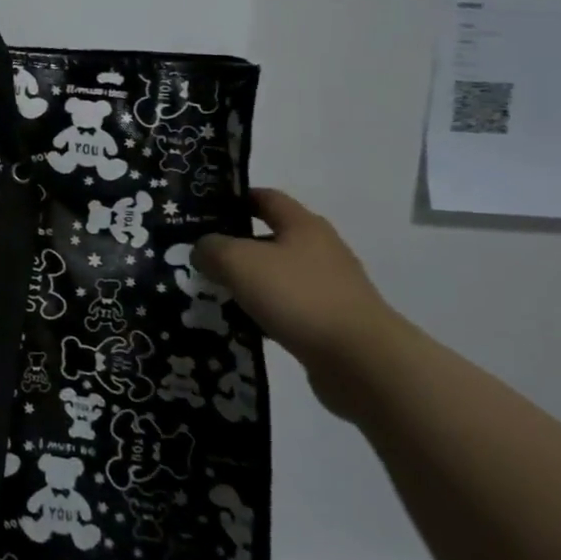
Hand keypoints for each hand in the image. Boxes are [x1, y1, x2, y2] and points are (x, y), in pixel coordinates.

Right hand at [194, 189, 413, 417]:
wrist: (362, 361)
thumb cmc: (298, 296)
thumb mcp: (238, 261)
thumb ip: (211, 248)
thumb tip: (203, 251)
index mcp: (303, 225)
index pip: (266, 198)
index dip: (234, 199)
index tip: (203, 209)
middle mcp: (320, 250)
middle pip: (269, 239)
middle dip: (234, 246)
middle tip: (198, 256)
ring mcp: (329, 288)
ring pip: (276, 276)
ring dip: (247, 283)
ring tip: (212, 293)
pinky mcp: (331, 322)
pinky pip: (287, 309)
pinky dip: (263, 313)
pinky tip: (240, 325)